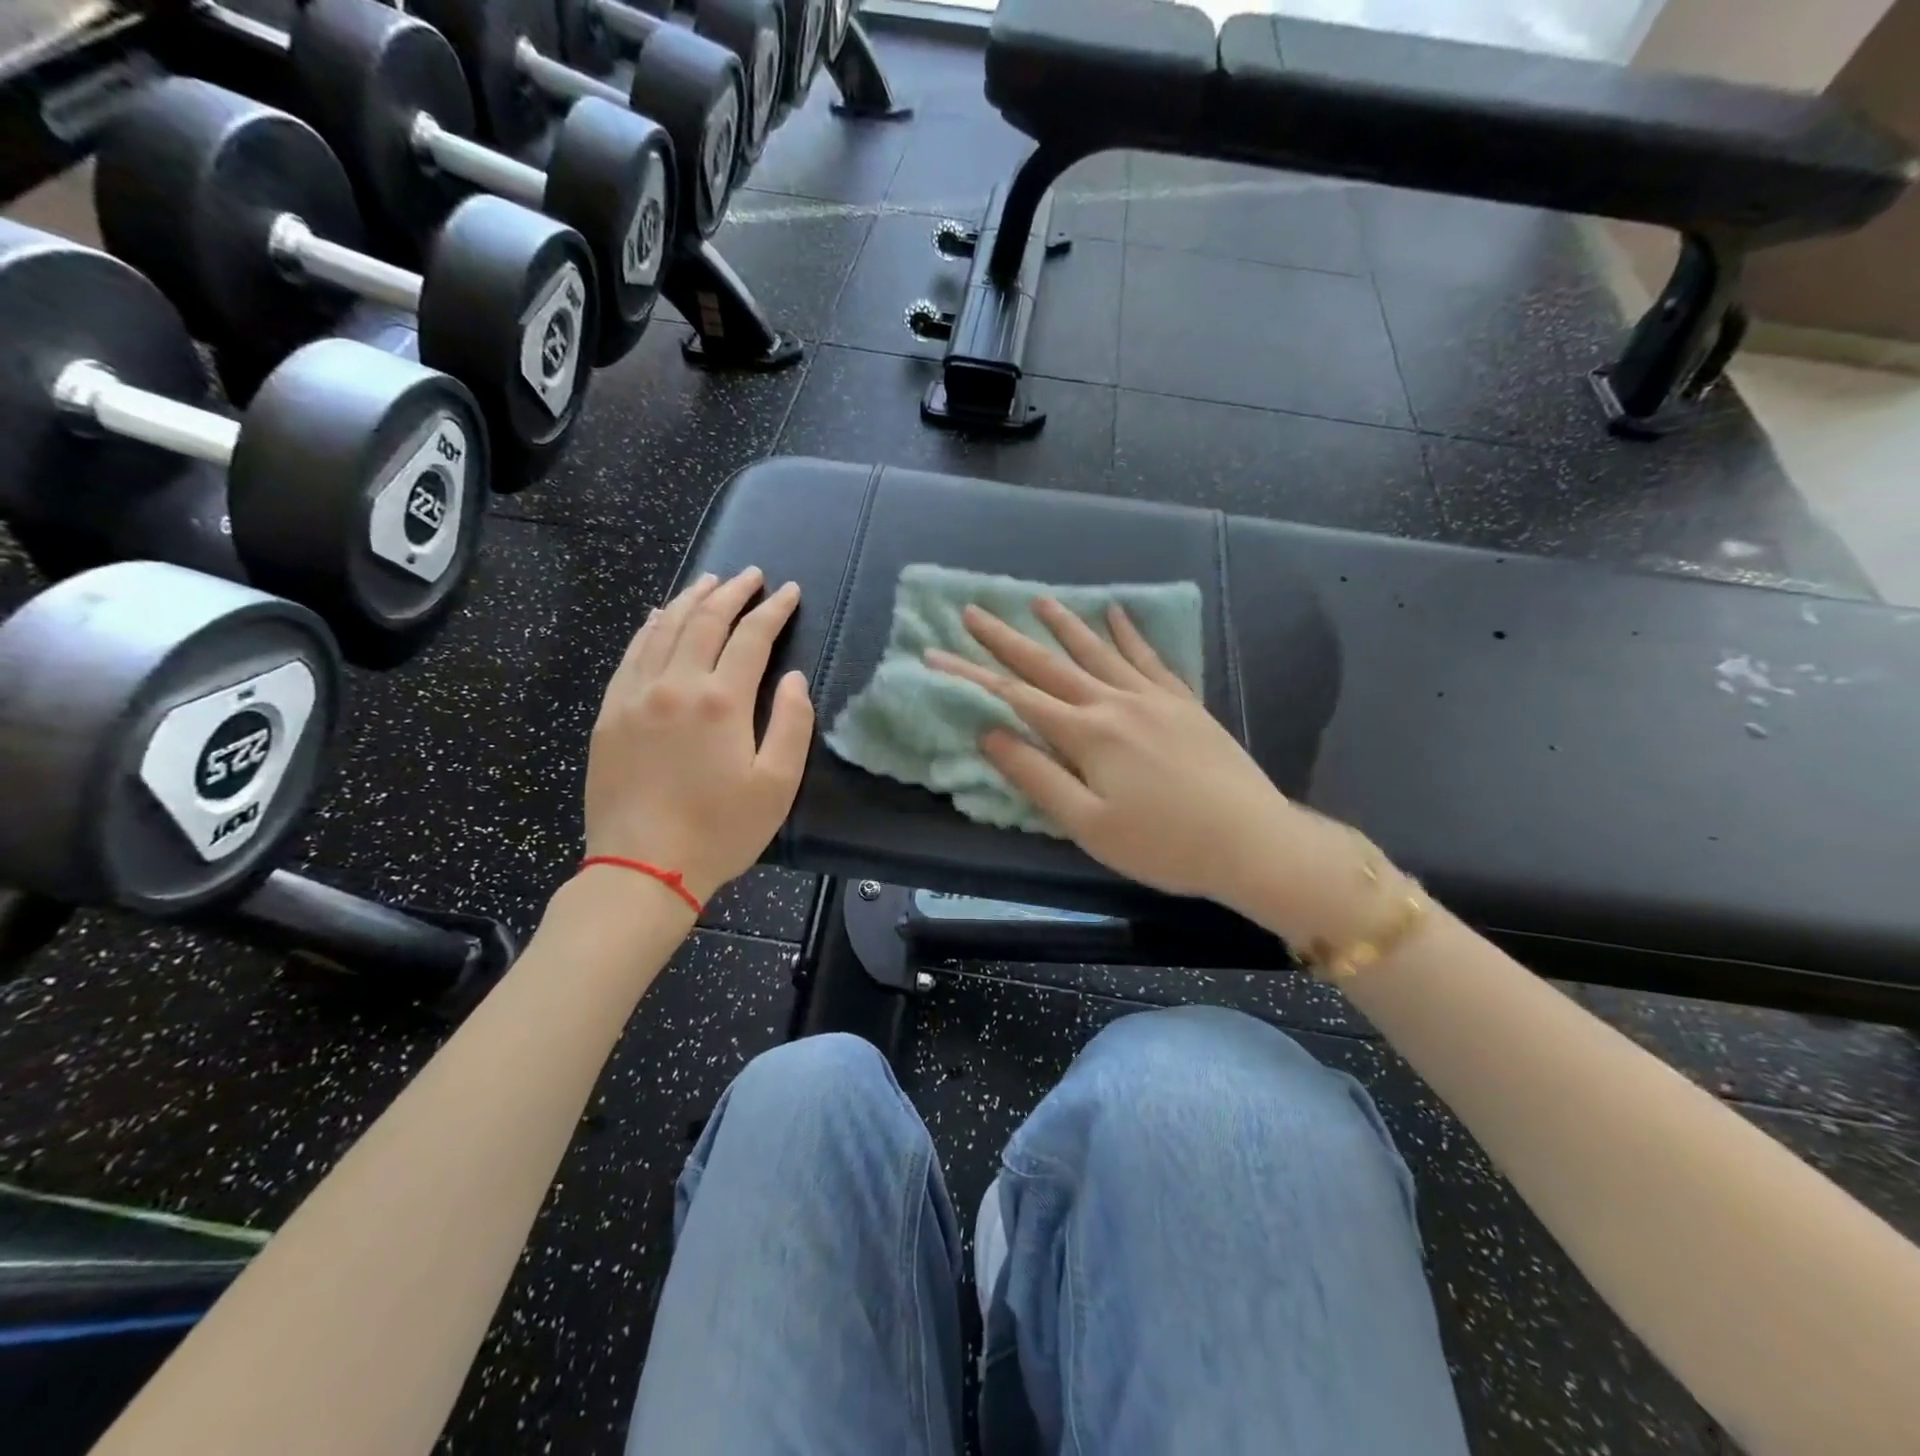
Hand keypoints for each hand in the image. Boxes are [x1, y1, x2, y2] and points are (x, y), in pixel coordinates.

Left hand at [583, 568, 812, 904]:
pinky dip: (650, 627)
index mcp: (721, 701)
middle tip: (752, 575)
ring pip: (663, 629)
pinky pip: (631, 654)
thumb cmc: (720, 831)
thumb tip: (791, 678)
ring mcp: (635, 696)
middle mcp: (676, 685)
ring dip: (690, 599)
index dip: (773, 610)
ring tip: (710, 582)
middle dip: (732, 592)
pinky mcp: (610, 713)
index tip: (789, 592)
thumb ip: (791, 724)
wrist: (642, 868)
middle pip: (705, 621)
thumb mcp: (777, 785)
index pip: (752, 637)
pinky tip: (658, 616)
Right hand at [926, 598, 1295, 911]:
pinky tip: (1117, 613)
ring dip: (1064, 625)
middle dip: (1006, 638)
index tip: (934, 654)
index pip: (1015, 696)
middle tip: (972, 611)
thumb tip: (989, 734)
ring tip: (1038, 600)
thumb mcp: (1088, 824)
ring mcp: (1153, 698)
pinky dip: (1129, 634)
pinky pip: (1149, 658)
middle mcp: (1115, 703)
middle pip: (1050, 664)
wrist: (1252, 842)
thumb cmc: (1163, 844)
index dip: (971, 675)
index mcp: (1087, 733)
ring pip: (1098, 652)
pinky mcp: (1184, 703)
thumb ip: (1036, 776)